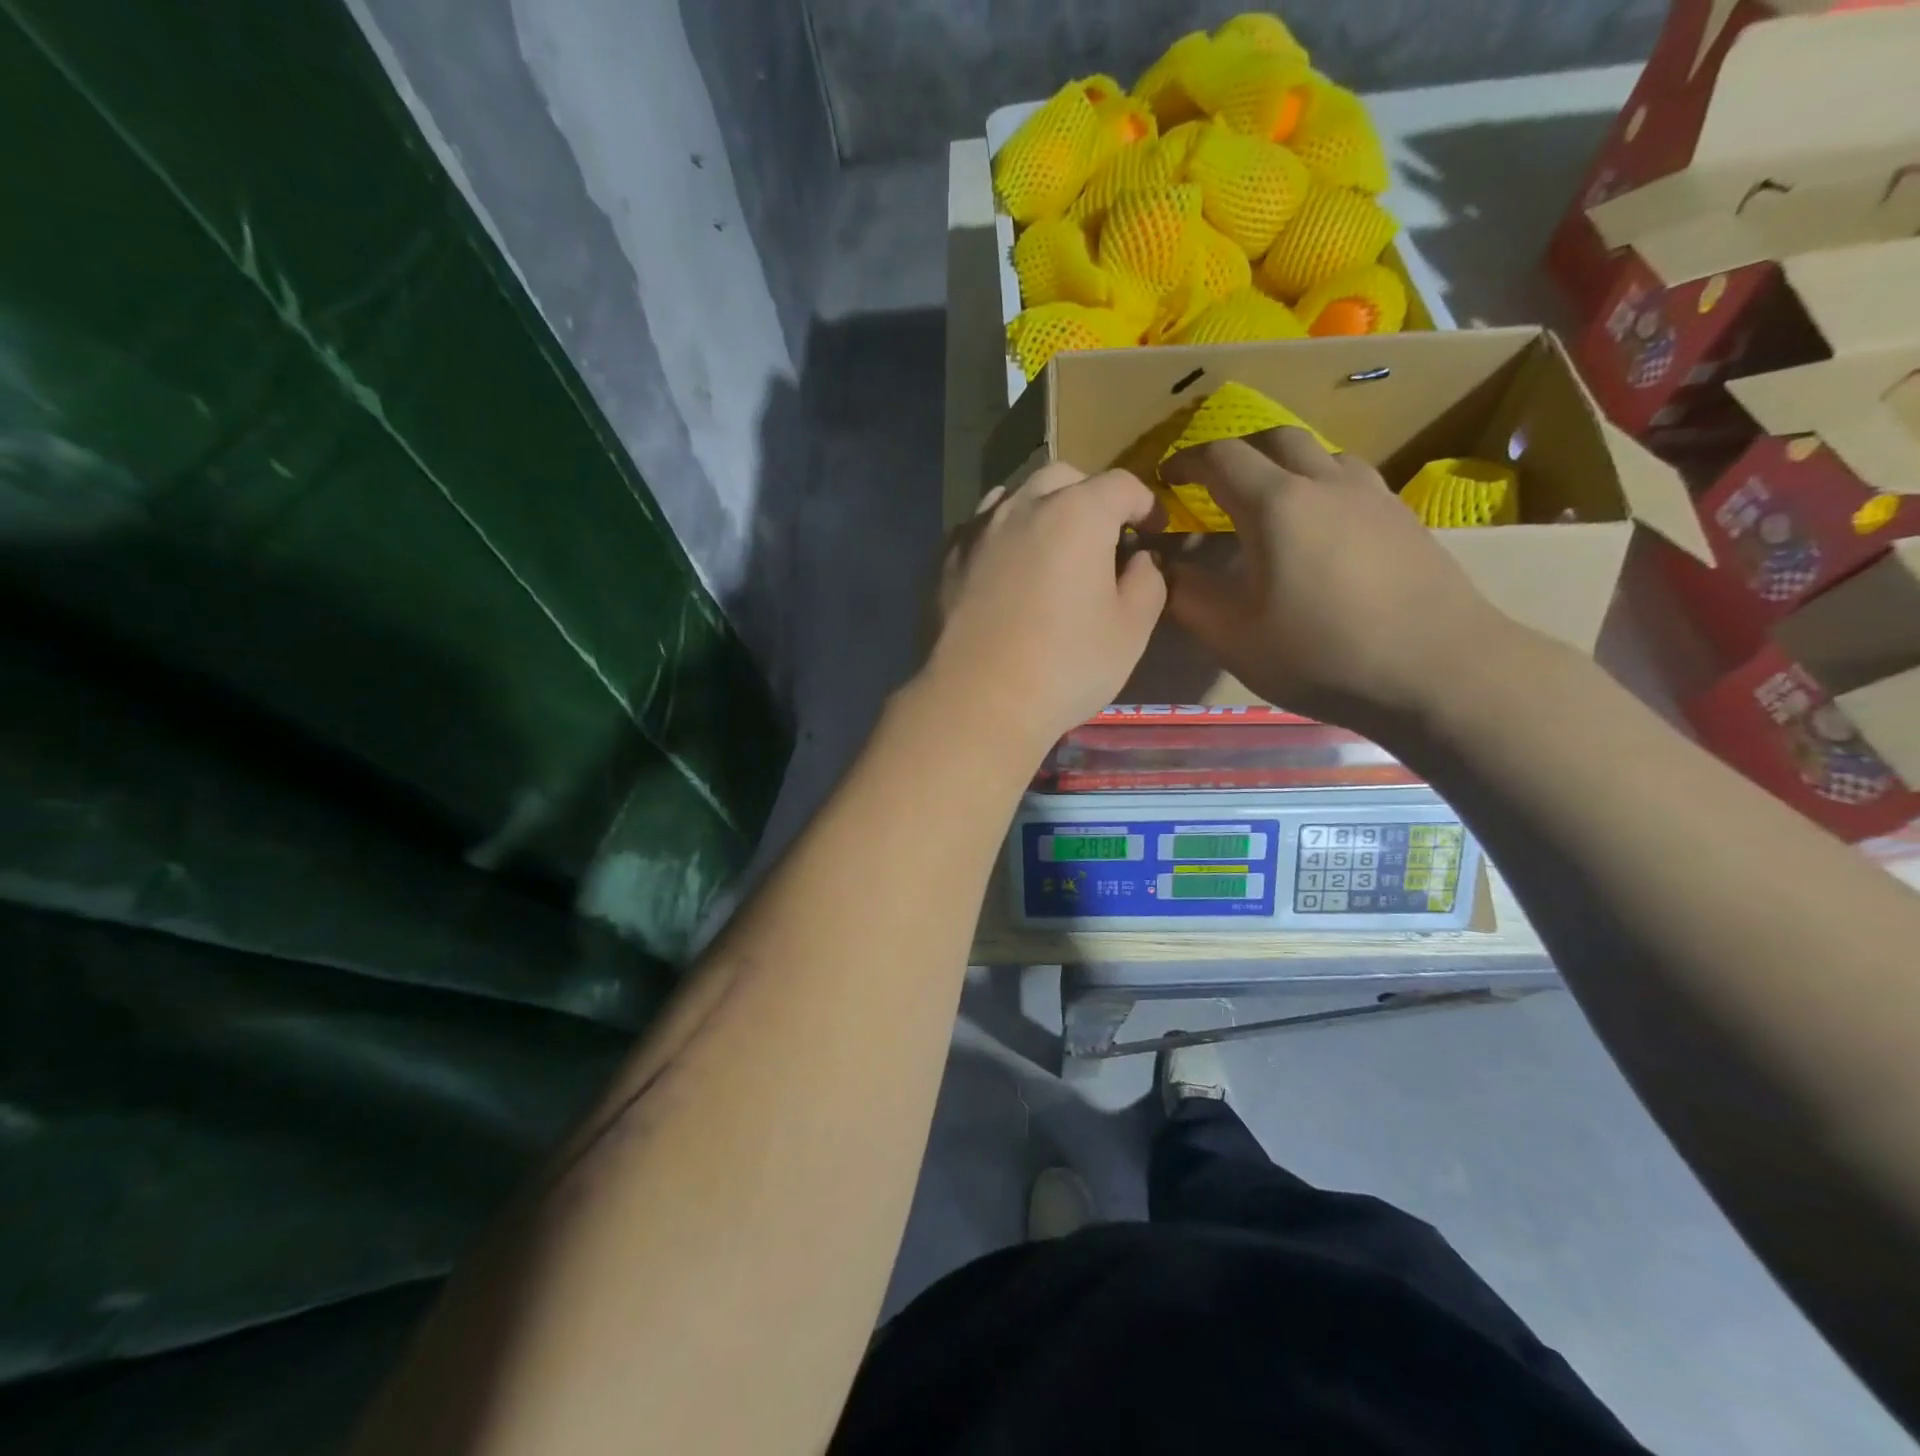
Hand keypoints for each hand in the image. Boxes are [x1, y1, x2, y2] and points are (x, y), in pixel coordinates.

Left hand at [923, 462, 1165, 759]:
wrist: (976, 703)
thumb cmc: (1064, 668)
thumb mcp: (1130, 632)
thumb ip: (1147, 582)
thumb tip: (1139, 560)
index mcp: (1077, 514)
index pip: (1121, 485)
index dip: (1145, 503)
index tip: (1152, 529)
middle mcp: (1022, 507)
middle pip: (1062, 478)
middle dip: (1089, 496)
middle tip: (1100, 535)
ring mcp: (975, 530)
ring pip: (1013, 497)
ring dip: (1039, 510)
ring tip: (1047, 548)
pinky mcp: (943, 559)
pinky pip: (979, 530)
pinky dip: (1000, 538)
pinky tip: (1003, 573)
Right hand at [1160, 429, 1514, 730]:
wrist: (1438, 671)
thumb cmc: (1321, 655)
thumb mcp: (1234, 636)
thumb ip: (1189, 597)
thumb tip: (1164, 567)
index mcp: (1276, 504)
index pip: (1220, 457)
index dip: (1186, 461)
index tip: (1166, 478)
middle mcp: (1326, 483)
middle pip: (1275, 438)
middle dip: (1236, 452)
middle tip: (1214, 482)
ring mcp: (1372, 495)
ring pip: (1321, 454)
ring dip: (1284, 465)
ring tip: (1269, 501)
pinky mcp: (1404, 517)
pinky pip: (1352, 480)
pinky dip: (1321, 485)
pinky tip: (1321, 527)